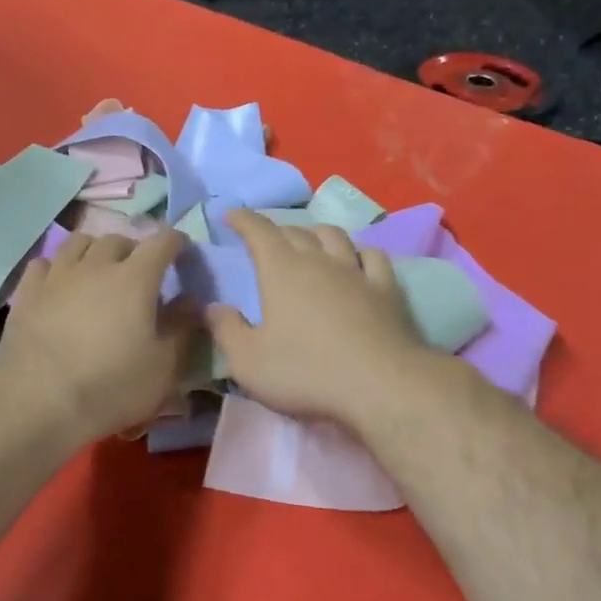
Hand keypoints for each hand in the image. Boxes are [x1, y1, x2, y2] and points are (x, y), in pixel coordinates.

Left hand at [0, 229, 196, 442]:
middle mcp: (96, 266)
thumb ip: (182, 329)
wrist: (39, 403)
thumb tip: (191, 302)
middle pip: (118, 239)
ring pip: (78, 243)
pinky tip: (60, 284)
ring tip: (99, 270)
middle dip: (134, 249)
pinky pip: (43, 263)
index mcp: (135, 278)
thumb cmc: (111, 386)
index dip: (176, 242)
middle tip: (140, 272)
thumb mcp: (164, 367)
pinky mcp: (27, 293)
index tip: (182, 251)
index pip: (162, 242)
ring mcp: (57, 276)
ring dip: (95, 250)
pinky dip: (58, 267)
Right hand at [206, 210, 433, 430]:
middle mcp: (319, 260)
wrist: (379, 385)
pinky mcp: (386, 289)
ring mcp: (356, 271)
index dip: (243, 219)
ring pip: (334, 236)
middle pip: (296, 231)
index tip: (231, 216)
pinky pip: (371, 256)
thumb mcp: (248, 361)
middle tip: (265, 239)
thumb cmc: (305, 372)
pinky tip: (356, 260)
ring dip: (316, 233)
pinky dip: (358, 252)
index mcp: (281, 270)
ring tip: (308, 241)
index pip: (258, 230)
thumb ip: (226, 330)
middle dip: (276, 229)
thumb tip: (214, 307)